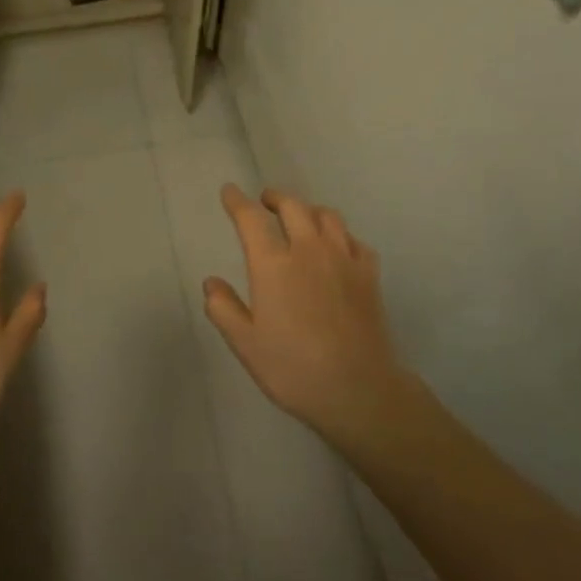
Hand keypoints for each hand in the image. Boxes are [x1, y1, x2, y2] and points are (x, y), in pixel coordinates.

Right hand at [203, 185, 410, 446]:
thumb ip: (224, 309)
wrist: (358, 389)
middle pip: (292, 206)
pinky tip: (338, 247)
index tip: (230, 192)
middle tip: (265, 201)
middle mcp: (308, 249)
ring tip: (301, 218)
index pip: (250, 218)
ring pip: (327, 215)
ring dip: (309, 210)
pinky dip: (341, 236)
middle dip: (275, 198)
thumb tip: (211, 283)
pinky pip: (354, 240)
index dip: (237, 201)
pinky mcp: (369, 273)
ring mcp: (343, 258)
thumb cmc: (293, 369)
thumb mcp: (246, 345)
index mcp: (273, 264)